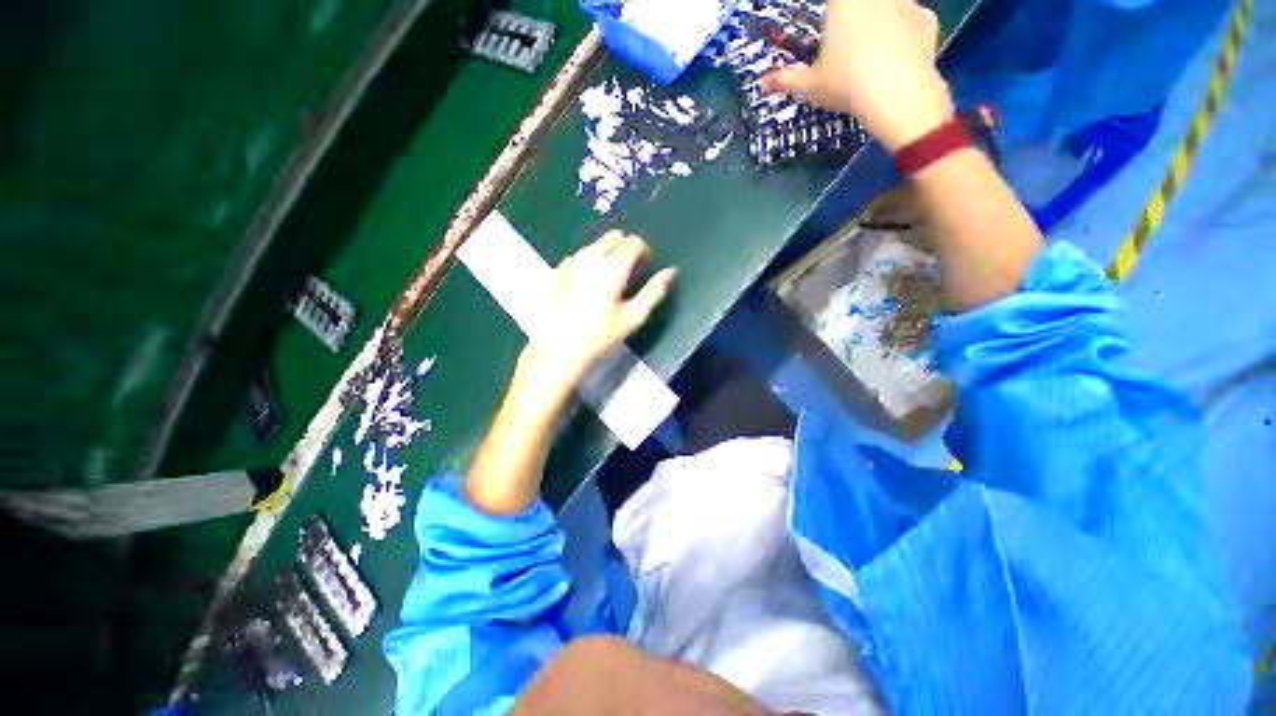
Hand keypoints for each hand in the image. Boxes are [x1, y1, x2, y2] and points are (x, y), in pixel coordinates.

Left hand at [518, 231, 675, 403]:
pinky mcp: (558, 270)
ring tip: (610, 280)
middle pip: (614, 237)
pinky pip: (580, 256)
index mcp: (612, 268)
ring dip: (608, 253)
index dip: (644, 251)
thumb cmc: (601, 336)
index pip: (633, 243)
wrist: (560, 348)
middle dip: (626, 248)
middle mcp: (590, 258)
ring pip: (596, 244)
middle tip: (630, 271)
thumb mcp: (633, 317)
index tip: (646, 266)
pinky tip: (588, 286)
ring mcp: (571, 262)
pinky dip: (590, 262)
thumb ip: (654, 291)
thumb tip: (671, 271)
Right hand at [761, 0, 953, 151]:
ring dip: (880, 18)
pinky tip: (897, 54)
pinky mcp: (927, 18)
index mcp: (843, 2)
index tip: (829, 21)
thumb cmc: (847, 84)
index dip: (831, 9)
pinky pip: (912, 19)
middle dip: (855, 16)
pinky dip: (904, 31)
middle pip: (861, 3)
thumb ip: (785, 79)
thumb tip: (761, 84)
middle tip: (847, 40)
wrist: (898, 95)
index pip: (834, 0)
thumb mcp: (810, 85)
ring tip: (872, 47)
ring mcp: (905, 2)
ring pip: (888, 6)